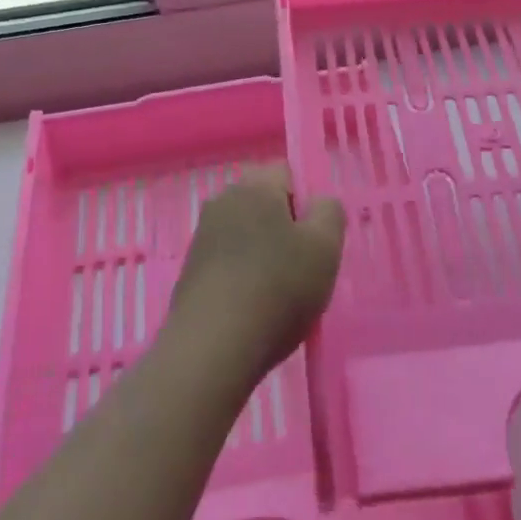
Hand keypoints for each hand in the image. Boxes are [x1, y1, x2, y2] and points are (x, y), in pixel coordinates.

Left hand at [164, 165, 345, 390]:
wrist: (212, 348)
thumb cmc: (277, 288)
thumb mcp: (325, 247)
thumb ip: (330, 212)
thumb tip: (319, 203)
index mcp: (254, 186)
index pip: (287, 171)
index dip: (307, 201)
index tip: (316, 238)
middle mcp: (222, 201)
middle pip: (265, 202)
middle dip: (286, 227)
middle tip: (304, 265)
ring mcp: (202, 236)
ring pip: (246, 232)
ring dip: (264, 253)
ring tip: (280, 293)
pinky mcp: (190, 270)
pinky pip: (228, 260)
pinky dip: (244, 275)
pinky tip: (254, 308)